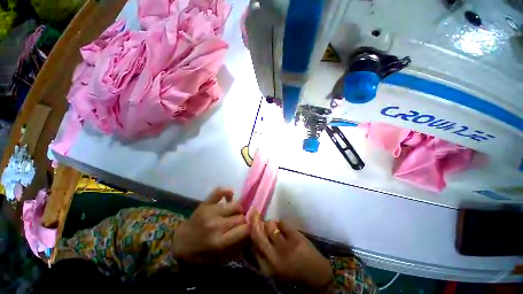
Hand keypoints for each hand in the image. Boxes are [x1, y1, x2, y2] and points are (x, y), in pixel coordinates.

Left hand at [173, 188, 248, 263]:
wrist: (179, 243)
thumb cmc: (200, 253)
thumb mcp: (219, 258)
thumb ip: (237, 246)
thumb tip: (251, 232)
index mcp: (219, 242)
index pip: (245, 229)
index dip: (249, 229)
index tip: (247, 230)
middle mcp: (216, 225)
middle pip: (241, 217)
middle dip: (242, 221)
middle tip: (238, 224)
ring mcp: (210, 212)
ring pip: (235, 205)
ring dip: (237, 210)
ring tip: (233, 214)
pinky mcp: (205, 203)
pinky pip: (220, 191)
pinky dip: (227, 192)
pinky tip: (229, 198)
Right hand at [249, 212, 333, 291]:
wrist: (316, 275)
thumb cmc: (293, 270)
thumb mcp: (274, 266)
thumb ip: (263, 251)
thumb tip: (255, 231)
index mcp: (267, 266)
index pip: (252, 244)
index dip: (250, 229)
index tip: (248, 220)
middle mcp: (273, 257)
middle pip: (258, 234)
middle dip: (254, 220)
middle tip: (254, 211)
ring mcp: (285, 247)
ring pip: (270, 225)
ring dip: (273, 224)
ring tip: (278, 229)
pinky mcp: (295, 238)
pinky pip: (283, 223)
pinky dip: (283, 225)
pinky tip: (287, 231)